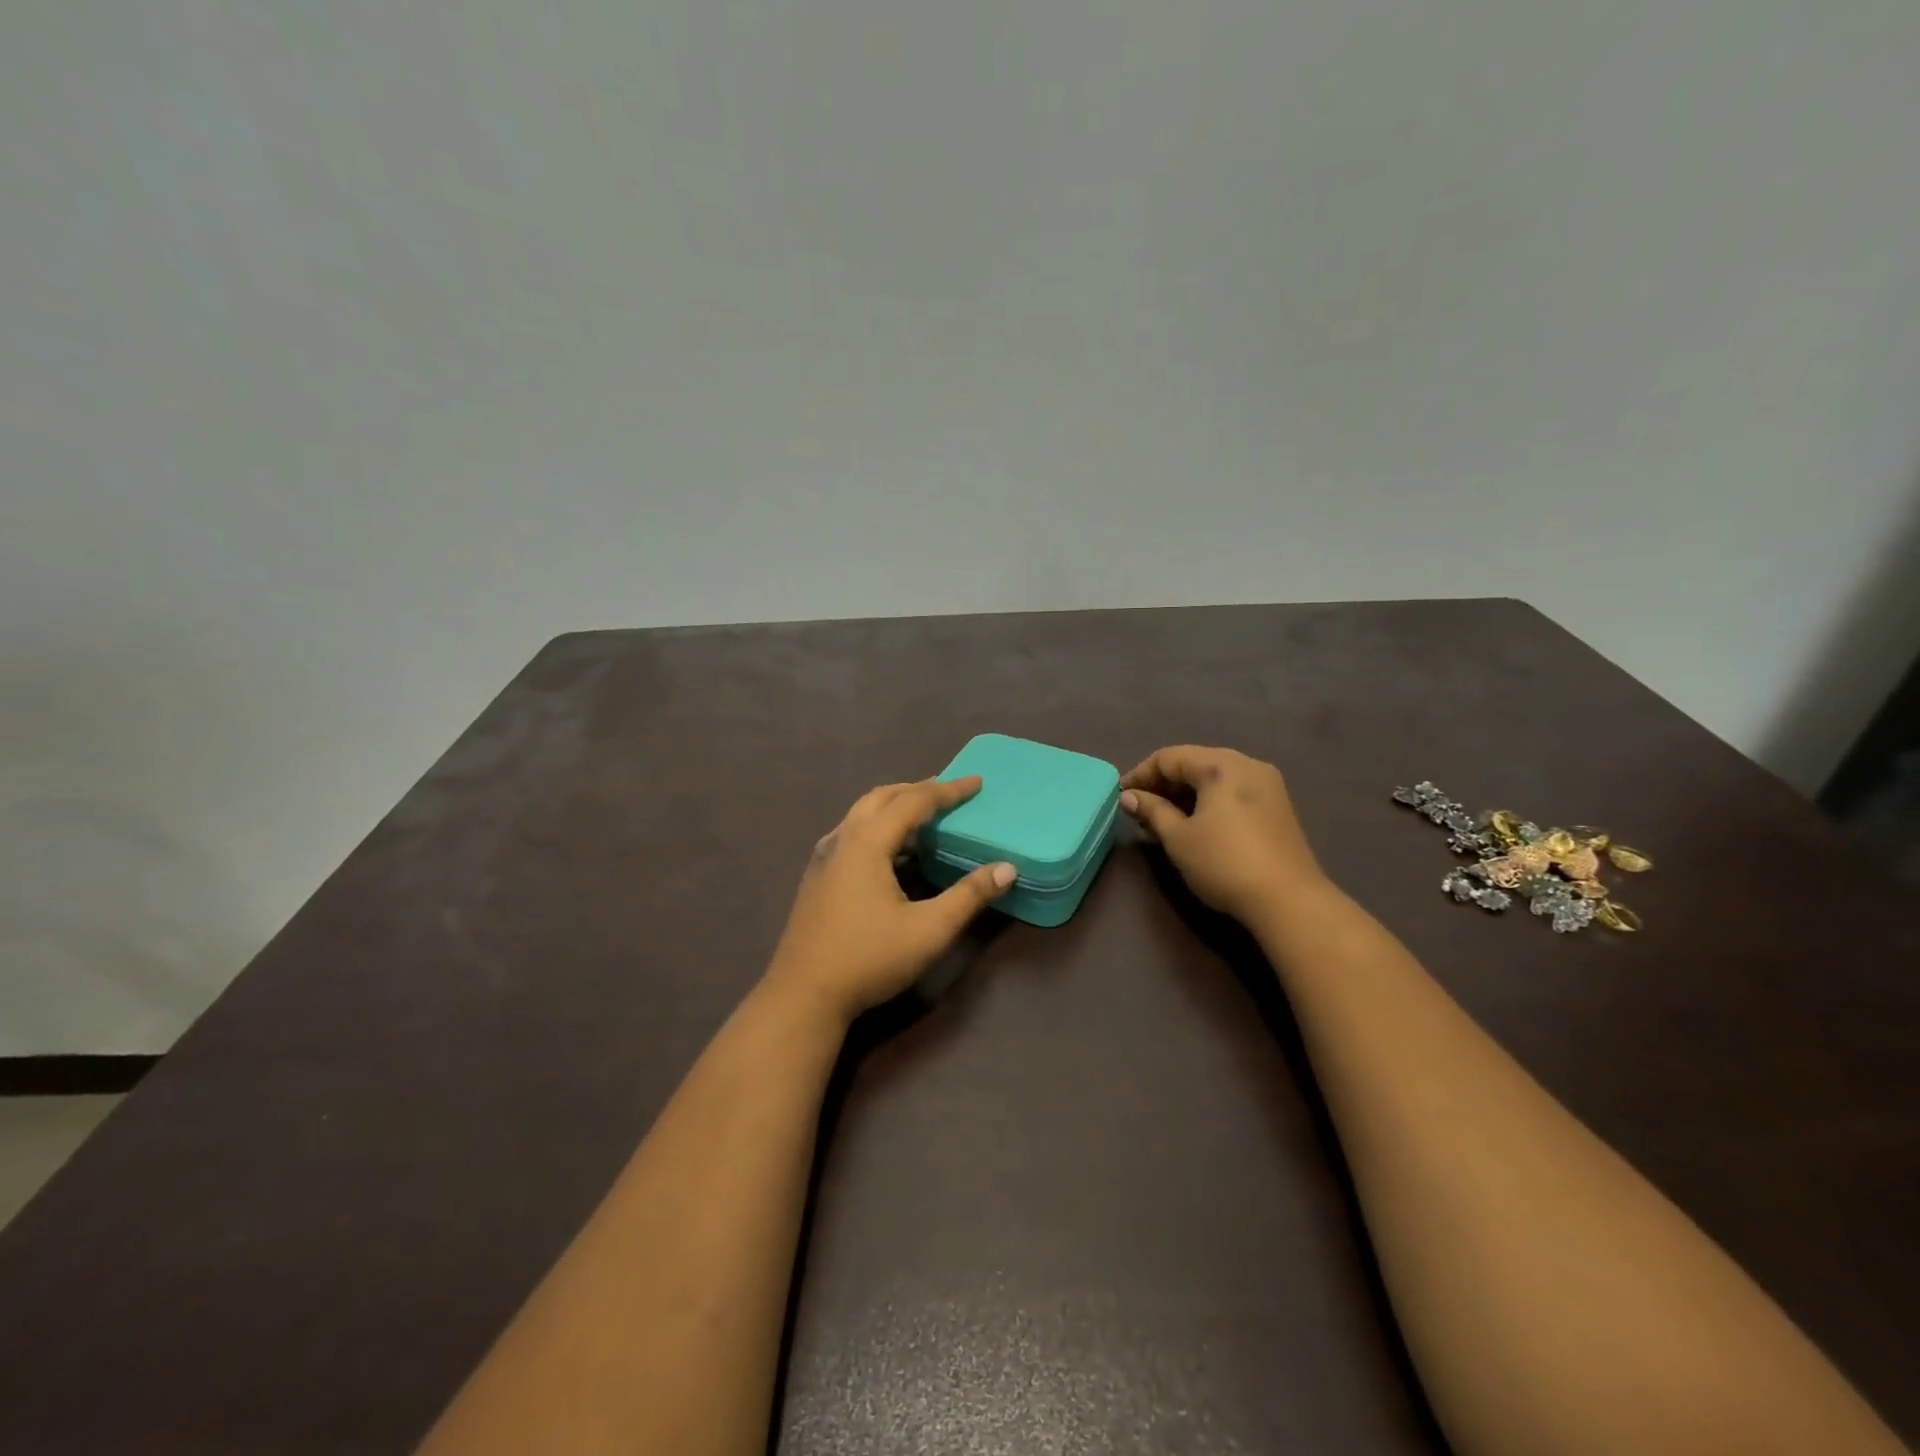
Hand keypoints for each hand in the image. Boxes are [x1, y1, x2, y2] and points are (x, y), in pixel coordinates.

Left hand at [764, 777, 1015, 1024]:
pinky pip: (852, 834)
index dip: (948, 790)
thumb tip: (1006, 868)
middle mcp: (842, 840)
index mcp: (867, 843)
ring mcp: (824, 858)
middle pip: (882, 797)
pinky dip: (878, 827)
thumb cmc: (869, 959)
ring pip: (862, 814)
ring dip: (895, 806)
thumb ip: (969, 896)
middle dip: (917, 789)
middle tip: (950, 793)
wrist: (803, 996)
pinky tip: (892, 853)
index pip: (913, 801)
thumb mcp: (929, 930)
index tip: (977, 783)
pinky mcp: (817, 877)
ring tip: (925, 817)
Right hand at [1120, 745, 1324, 923]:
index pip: (1169, 757)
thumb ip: (1152, 811)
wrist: (1288, 901)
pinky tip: (1195, 824)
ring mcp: (1267, 784)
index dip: (1140, 774)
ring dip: (1185, 794)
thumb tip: (1129, 796)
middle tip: (1140, 809)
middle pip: (1194, 763)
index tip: (1121, 796)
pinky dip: (1208, 801)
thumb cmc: (1224, 863)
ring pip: (1214, 778)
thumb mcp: (1178, 838)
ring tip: (1163, 820)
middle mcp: (1246, 765)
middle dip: (1163, 784)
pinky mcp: (1276, 806)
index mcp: (1221, 765)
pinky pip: (1232, 791)